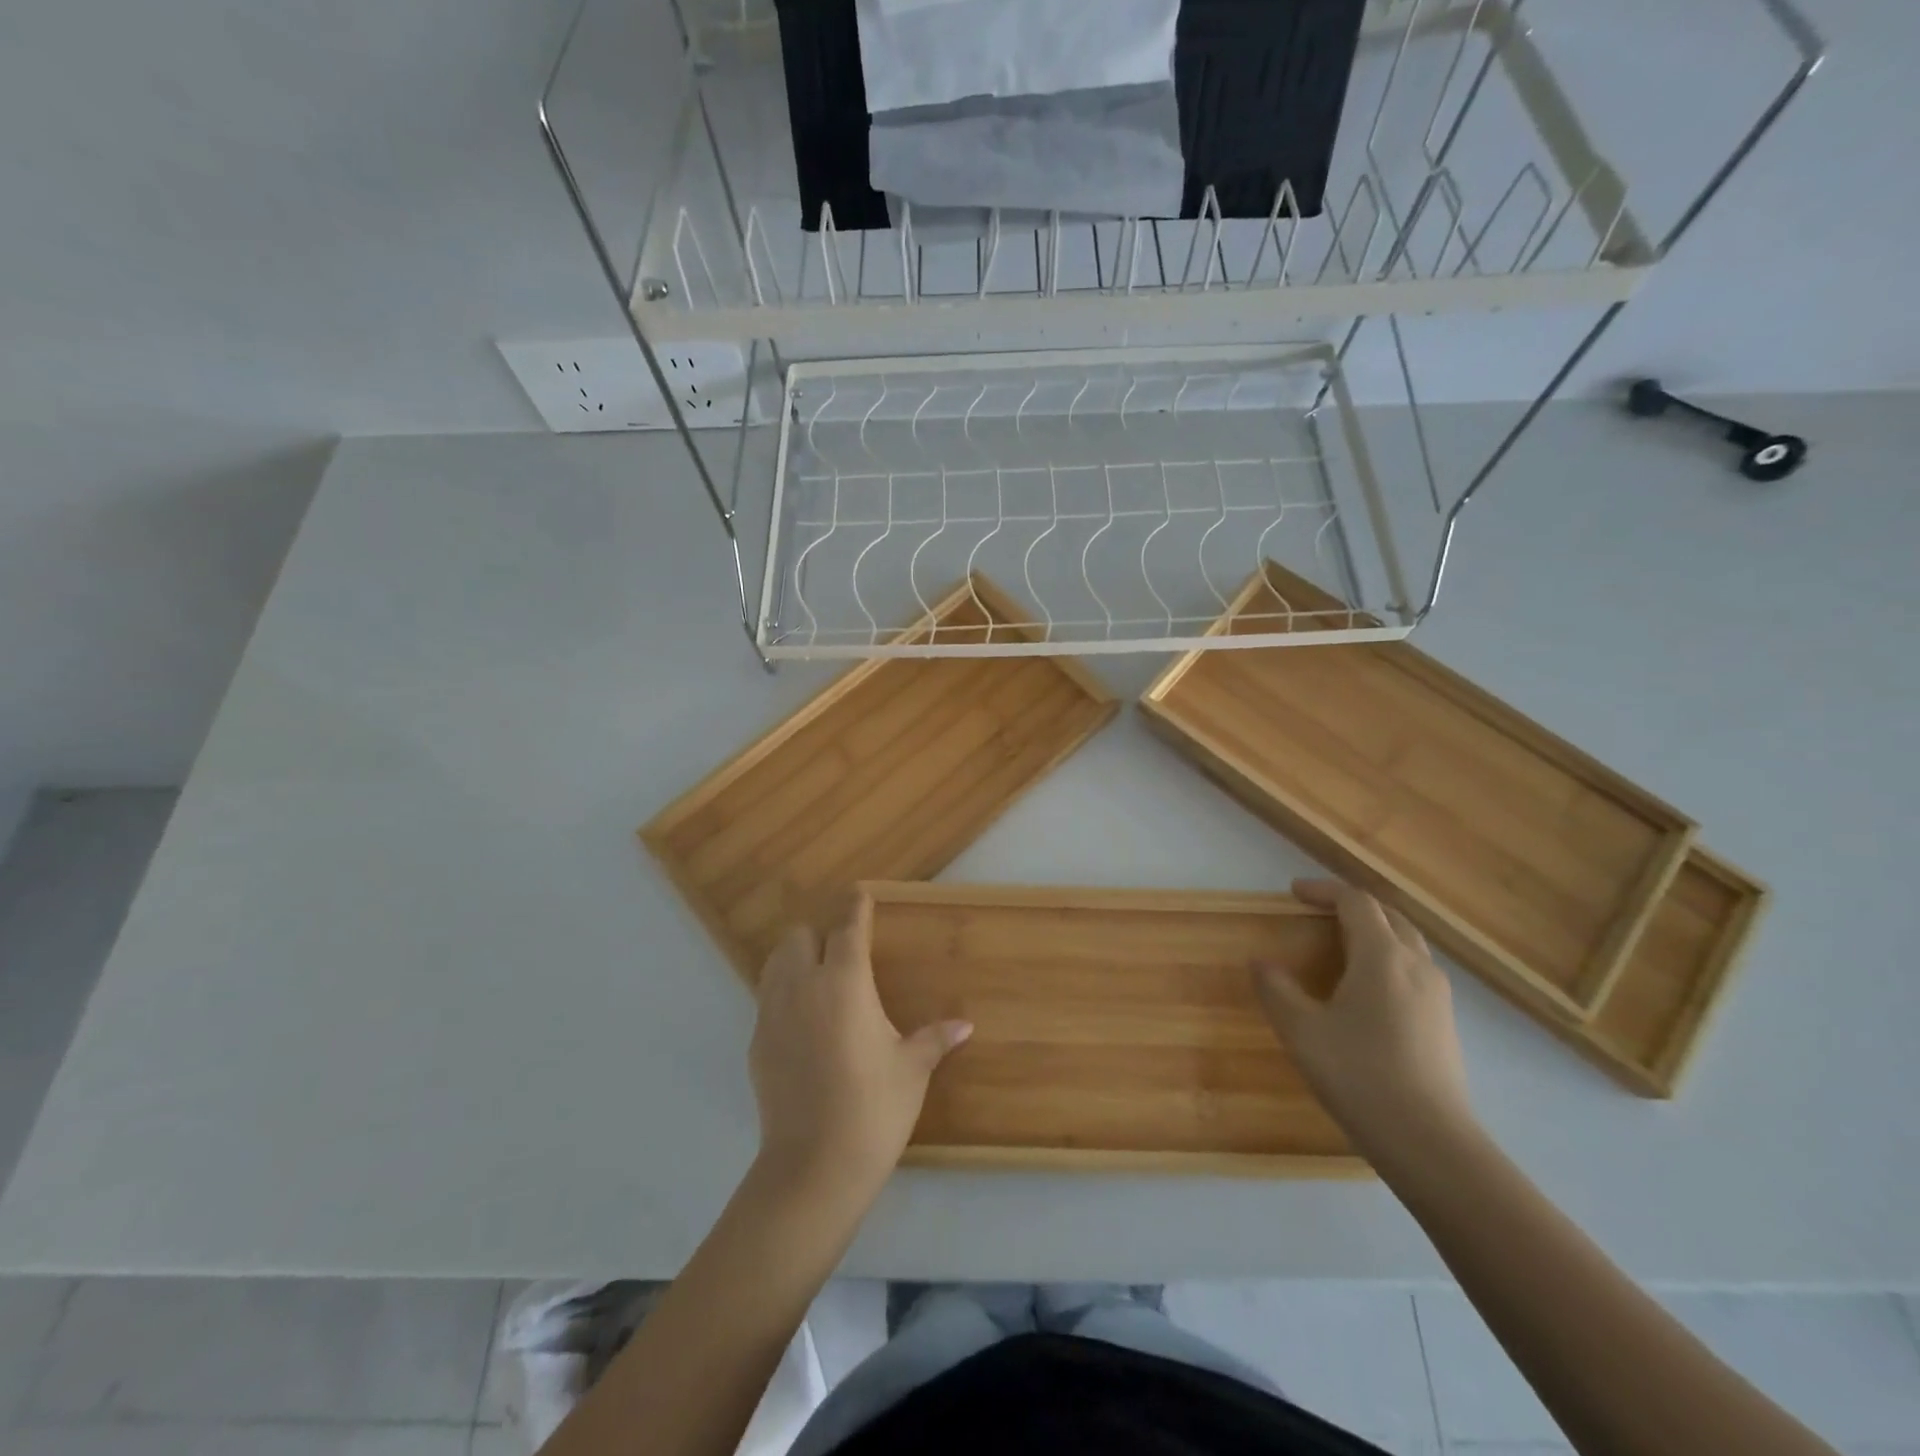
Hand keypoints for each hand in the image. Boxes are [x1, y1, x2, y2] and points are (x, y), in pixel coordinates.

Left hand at [749, 894, 972, 1196]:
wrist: (814, 1166)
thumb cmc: (874, 1108)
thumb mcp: (911, 1069)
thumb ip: (934, 1039)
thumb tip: (965, 1025)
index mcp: (845, 983)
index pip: (848, 929)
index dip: (855, 908)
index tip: (859, 893)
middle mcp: (803, 987)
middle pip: (799, 936)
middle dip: (818, 934)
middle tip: (840, 950)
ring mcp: (773, 1014)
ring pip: (775, 963)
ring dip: (794, 959)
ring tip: (817, 976)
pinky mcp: (756, 1043)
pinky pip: (766, 1000)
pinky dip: (782, 995)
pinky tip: (802, 1022)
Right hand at [1254, 878, 1476, 1163]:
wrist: (1431, 1143)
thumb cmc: (1360, 1075)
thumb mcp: (1302, 1031)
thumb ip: (1277, 990)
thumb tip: (1261, 963)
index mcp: (1382, 956)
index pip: (1356, 902)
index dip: (1324, 890)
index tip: (1294, 892)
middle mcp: (1416, 965)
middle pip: (1388, 916)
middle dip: (1352, 906)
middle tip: (1318, 913)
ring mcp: (1437, 994)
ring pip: (1407, 943)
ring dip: (1374, 931)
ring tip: (1341, 946)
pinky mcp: (1445, 1022)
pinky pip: (1414, 970)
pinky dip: (1388, 959)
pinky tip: (1367, 990)